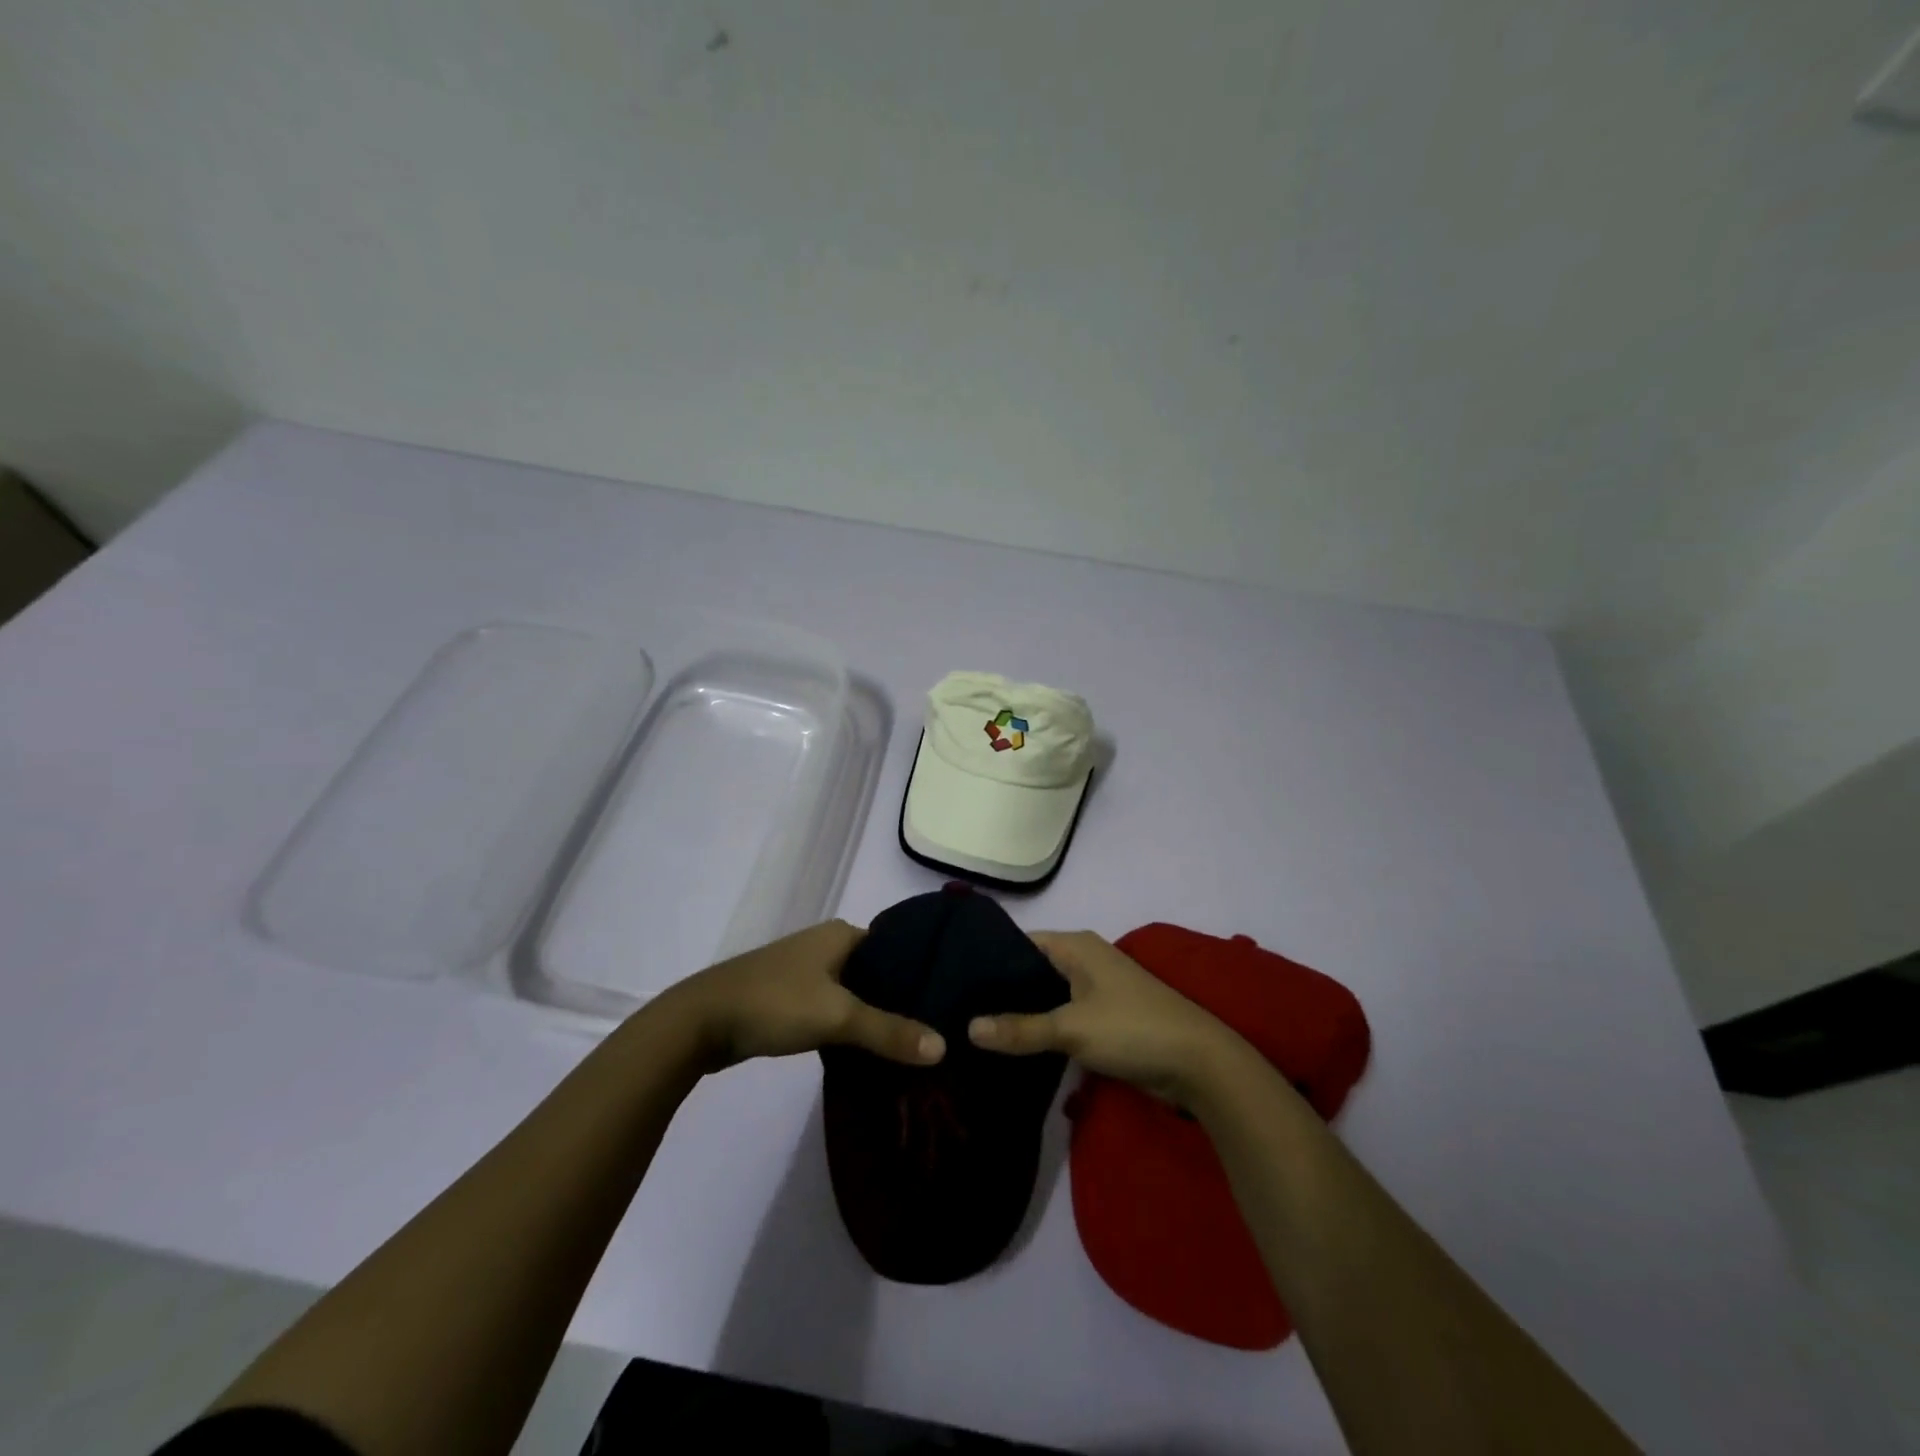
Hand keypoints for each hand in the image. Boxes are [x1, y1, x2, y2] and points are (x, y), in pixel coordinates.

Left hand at [666, 920, 945, 1070]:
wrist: (700, 1022)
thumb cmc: (774, 1003)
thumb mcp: (837, 1016)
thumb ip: (889, 1031)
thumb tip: (943, 1047)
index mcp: (842, 933)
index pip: (898, 948)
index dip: (924, 972)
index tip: (952, 1001)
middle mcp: (826, 945)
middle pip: (879, 971)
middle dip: (903, 998)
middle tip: (938, 1028)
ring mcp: (806, 971)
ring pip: (856, 992)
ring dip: (876, 1014)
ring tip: (913, 1043)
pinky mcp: (791, 998)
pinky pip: (834, 1008)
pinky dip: (852, 1025)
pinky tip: (870, 1049)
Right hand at [968, 930, 1240, 1104]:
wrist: (1198, 1063)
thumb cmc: (1132, 1028)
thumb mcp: (1072, 1028)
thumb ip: (1020, 1029)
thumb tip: (968, 1028)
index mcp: (1076, 945)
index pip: (1019, 943)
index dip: (988, 960)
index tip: (952, 981)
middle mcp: (1083, 959)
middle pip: (1031, 970)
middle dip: (1000, 991)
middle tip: (955, 1012)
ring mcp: (1095, 989)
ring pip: (1046, 996)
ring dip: (1021, 1013)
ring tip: (974, 1032)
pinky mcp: (1103, 1017)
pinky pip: (1061, 1016)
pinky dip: (1041, 1029)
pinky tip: (1013, 1047)